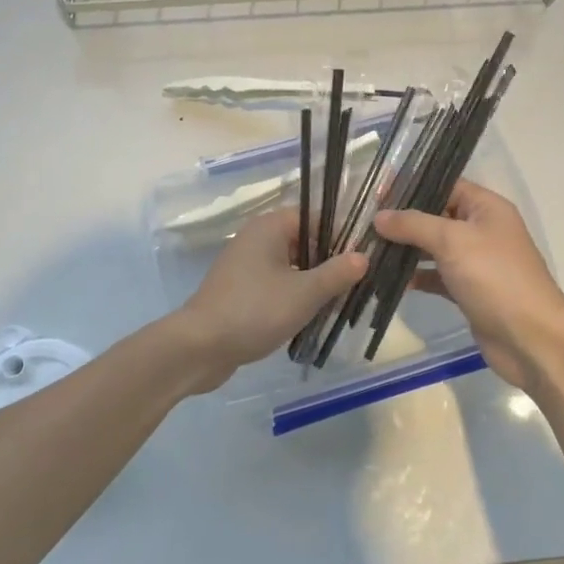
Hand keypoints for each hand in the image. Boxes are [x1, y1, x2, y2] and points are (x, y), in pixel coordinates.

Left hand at [172, 209, 367, 391]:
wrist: (200, 346)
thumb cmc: (255, 310)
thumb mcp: (304, 293)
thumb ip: (336, 273)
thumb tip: (363, 256)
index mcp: (269, 227)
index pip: (314, 217)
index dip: (341, 235)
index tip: (363, 258)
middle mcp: (255, 238)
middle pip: (303, 241)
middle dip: (328, 262)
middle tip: (356, 284)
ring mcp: (244, 265)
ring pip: (290, 265)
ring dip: (312, 282)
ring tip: (338, 303)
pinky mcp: (239, 290)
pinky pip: (274, 284)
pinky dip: (292, 295)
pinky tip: (308, 317)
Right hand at [373, 180, 563, 394]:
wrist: (531, 339)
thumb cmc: (495, 277)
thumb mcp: (452, 241)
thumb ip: (413, 224)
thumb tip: (379, 217)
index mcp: (486, 207)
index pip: (445, 184)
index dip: (411, 186)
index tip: (376, 192)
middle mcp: (482, 229)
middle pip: (436, 215)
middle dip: (403, 220)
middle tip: (364, 222)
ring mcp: (476, 262)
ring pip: (433, 247)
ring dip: (405, 249)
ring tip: (368, 250)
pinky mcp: (469, 290)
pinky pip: (436, 275)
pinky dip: (416, 276)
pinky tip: (388, 280)